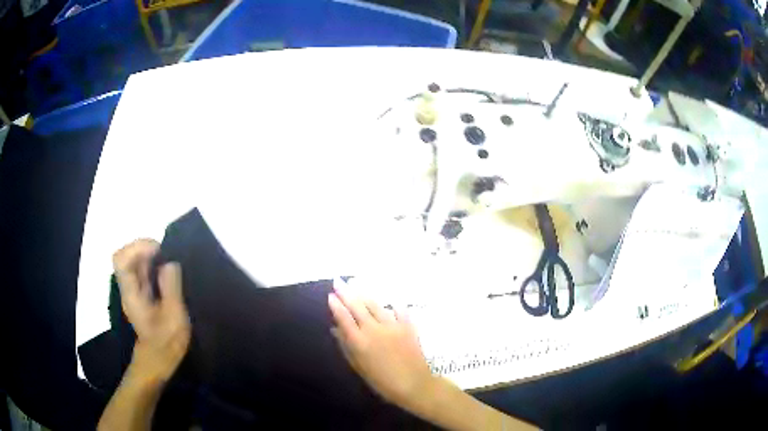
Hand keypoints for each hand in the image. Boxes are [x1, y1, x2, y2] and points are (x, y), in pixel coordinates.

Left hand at [113, 239, 190, 382]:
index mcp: (131, 292)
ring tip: (167, 261)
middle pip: (125, 256)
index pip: (121, 259)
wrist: (159, 360)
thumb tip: (169, 263)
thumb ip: (171, 287)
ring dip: (148, 255)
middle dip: (143, 248)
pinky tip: (164, 272)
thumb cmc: (167, 341)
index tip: (158, 251)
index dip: (137, 247)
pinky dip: (151, 264)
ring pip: (132, 262)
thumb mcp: (174, 315)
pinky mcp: (139, 294)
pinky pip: (140, 271)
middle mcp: (127, 288)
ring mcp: (132, 291)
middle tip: (164, 253)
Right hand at [327, 280, 433, 408]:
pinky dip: (393, 305)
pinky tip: (390, 300)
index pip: (344, 318)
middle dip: (346, 293)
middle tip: (339, 281)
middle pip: (357, 307)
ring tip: (357, 285)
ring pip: (376, 305)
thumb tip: (336, 329)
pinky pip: (399, 310)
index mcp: (359, 341)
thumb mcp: (359, 367)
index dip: (336, 306)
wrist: (414, 384)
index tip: (330, 295)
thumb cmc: (382, 381)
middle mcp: (374, 329)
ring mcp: (392, 325)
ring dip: (365, 295)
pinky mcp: (408, 326)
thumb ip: (347, 347)